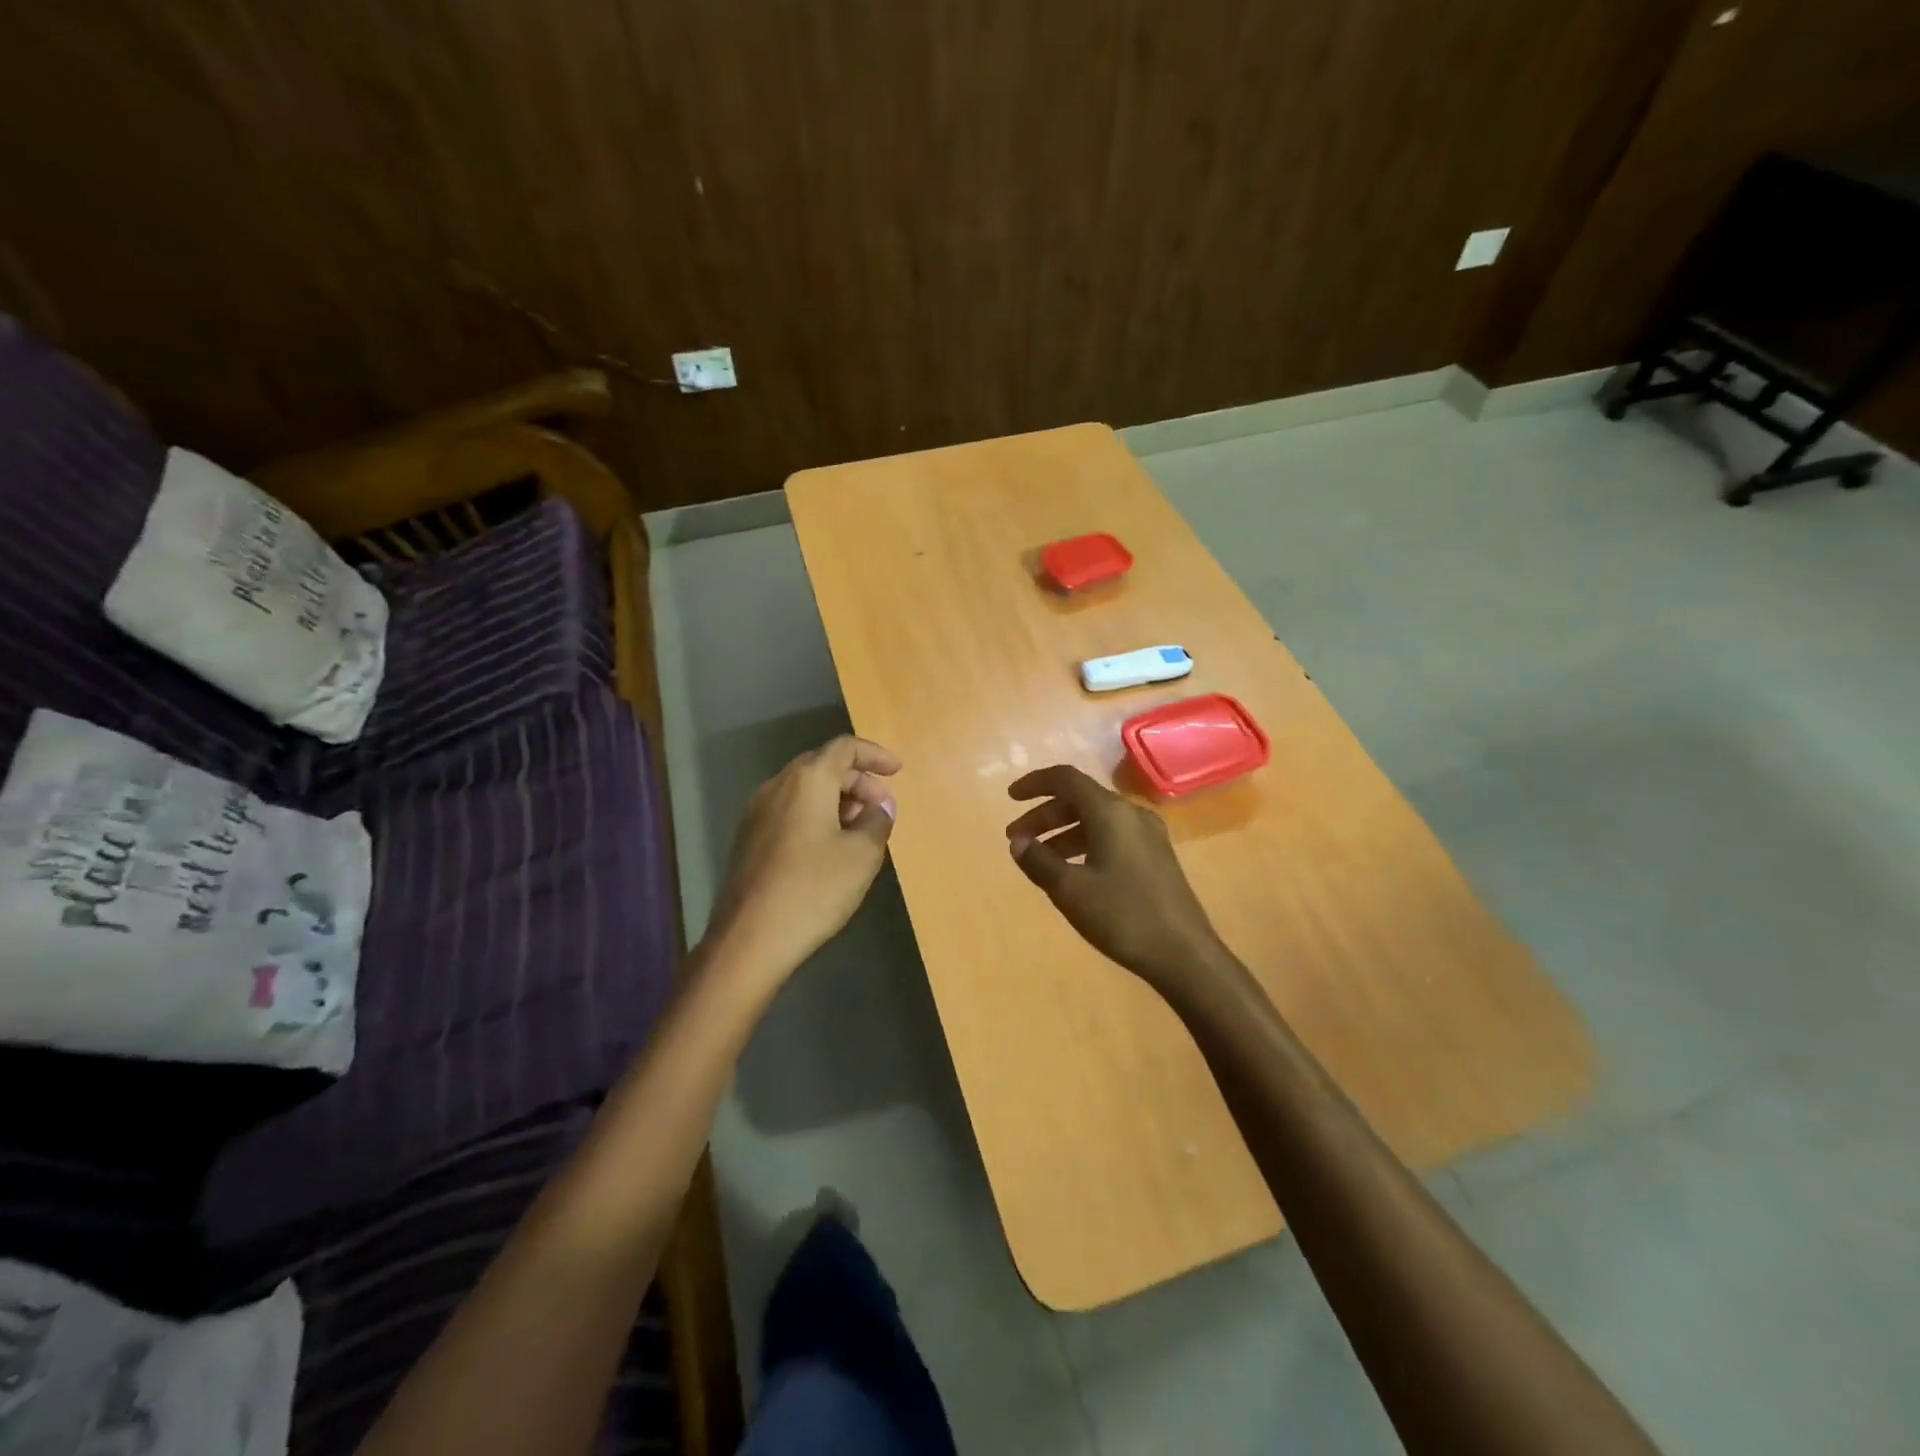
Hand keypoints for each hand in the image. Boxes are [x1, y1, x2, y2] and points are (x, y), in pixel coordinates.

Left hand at [705, 736, 900, 983]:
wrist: (749, 939)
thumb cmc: (813, 889)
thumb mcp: (861, 855)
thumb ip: (877, 822)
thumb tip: (880, 807)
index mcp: (807, 780)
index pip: (844, 748)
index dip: (874, 754)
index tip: (897, 770)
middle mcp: (777, 786)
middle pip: (823, 765)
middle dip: (858, 780)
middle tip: (882, 807)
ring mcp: (757, 813)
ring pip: (805, 790)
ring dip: (837, 799)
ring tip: (860, 829)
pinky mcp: (749, 839)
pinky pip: (790, 811)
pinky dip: (816, 815)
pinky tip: (830, 847)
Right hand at [1006, 765, 1231, 993]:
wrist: (1185, 954)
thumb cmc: (1123, 916)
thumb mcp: (1071, 890)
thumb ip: (1039, 861)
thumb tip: (1018, 843)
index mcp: (1111, 812)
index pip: (1066, 779)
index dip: (1035, 783)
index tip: (1010, 798)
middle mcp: (1131, 814)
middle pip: (1080, 799)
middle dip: (1044, 815)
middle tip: (1016, 839)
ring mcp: (1148, 835)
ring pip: (1096, 820)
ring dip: (1062, 832)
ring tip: (1038, 858)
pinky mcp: (1156, 857)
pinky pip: (1111, 836)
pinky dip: (1084, 844)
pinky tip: (1072, 870)